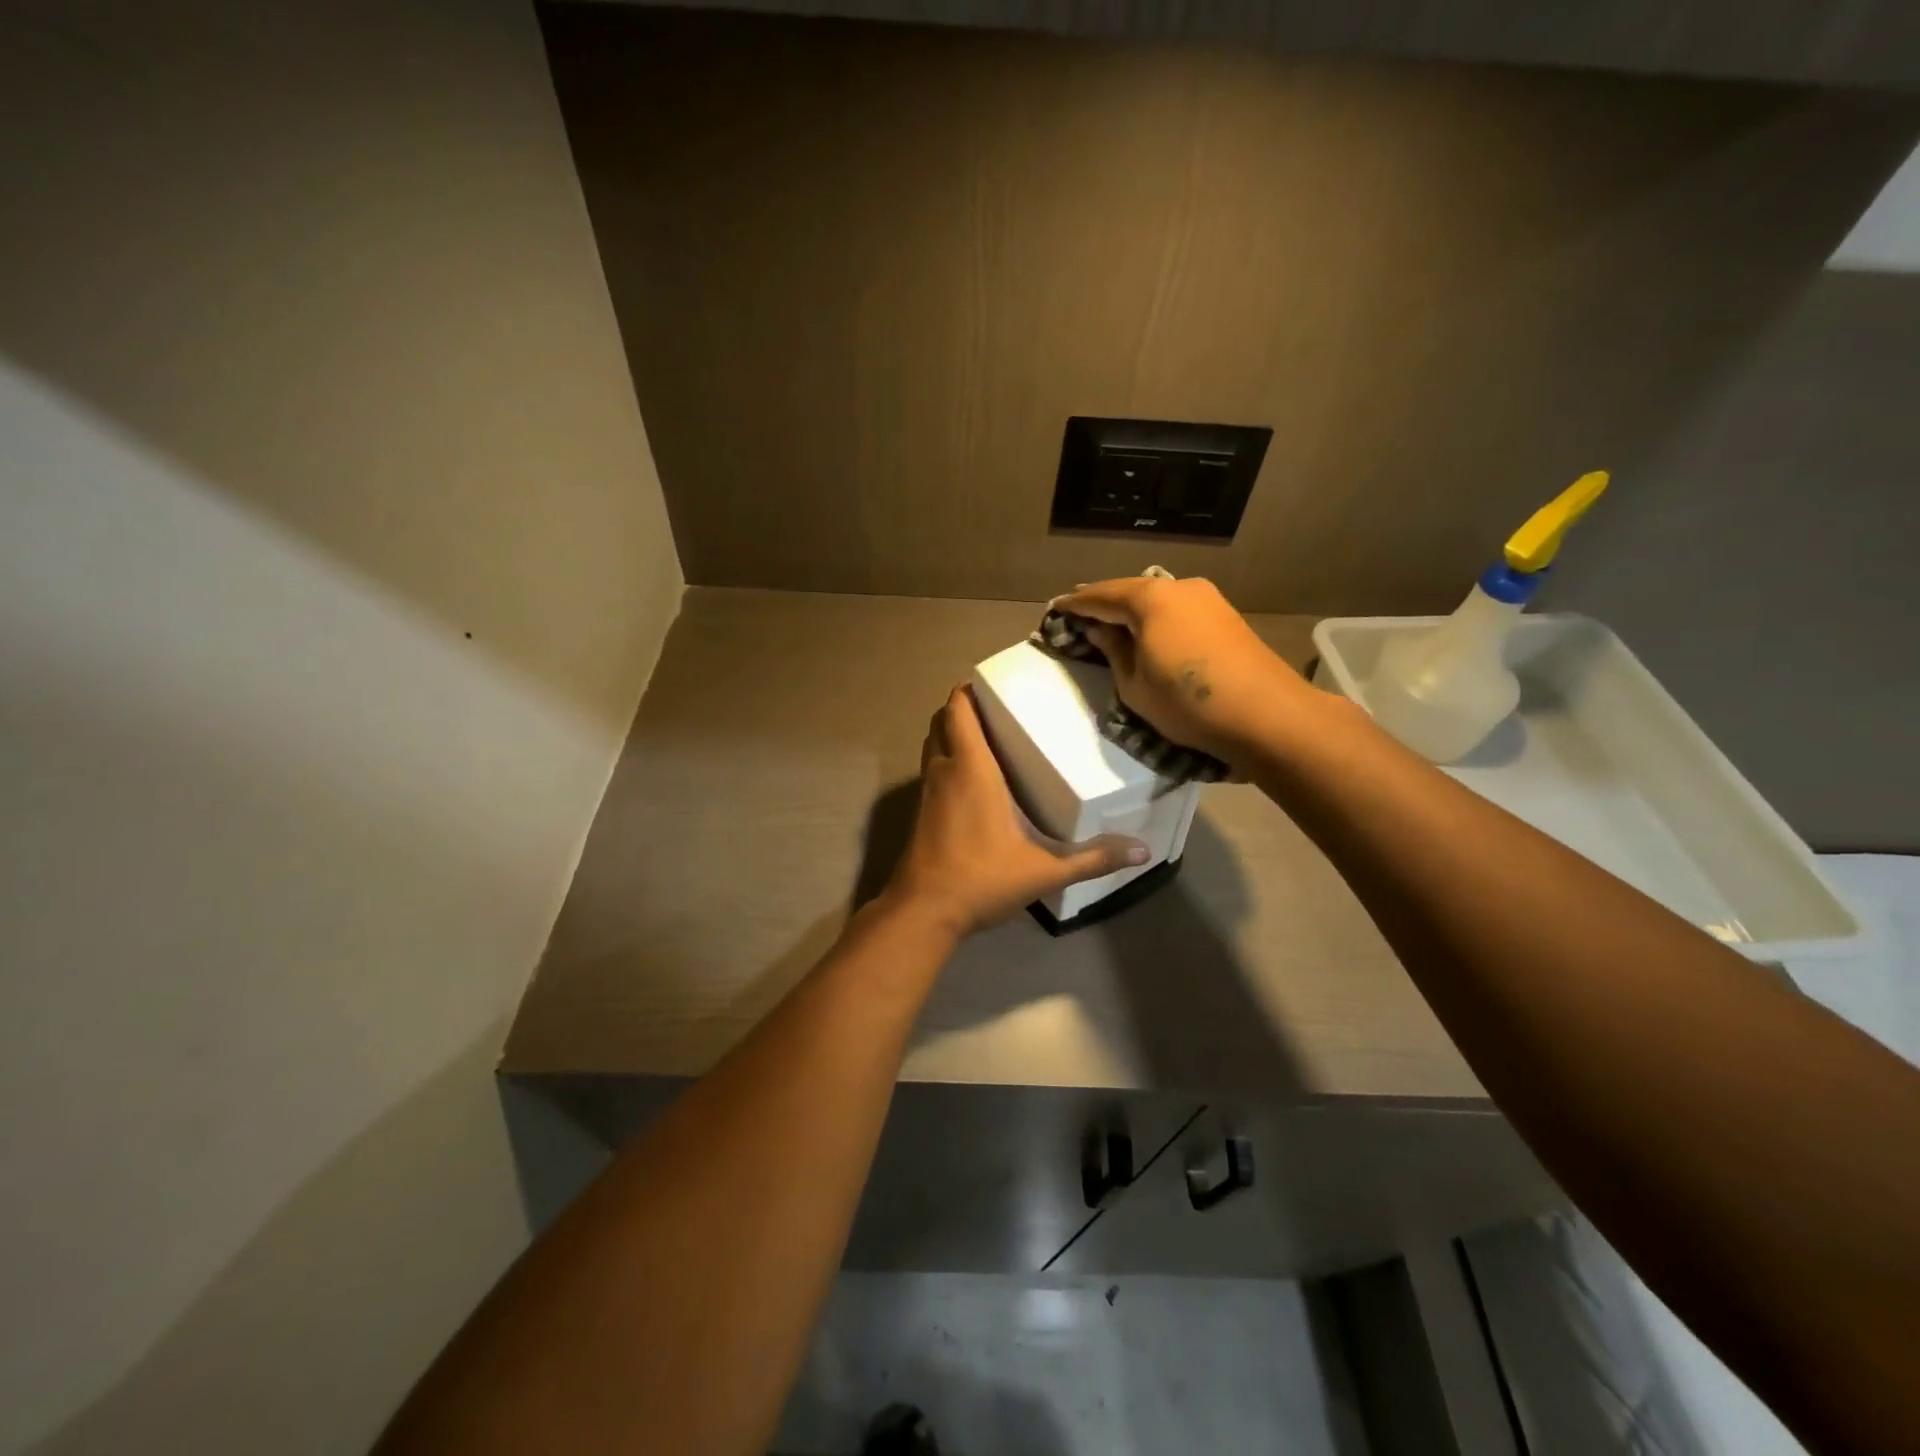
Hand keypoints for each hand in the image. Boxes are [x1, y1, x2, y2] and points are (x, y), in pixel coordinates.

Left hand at [885, 686, 1147, 936]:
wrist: (923, 912)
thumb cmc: (981, 878)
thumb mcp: (1045, 870)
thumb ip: (1093, 859)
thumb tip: (1143, 851)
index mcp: (971, 768)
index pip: (959, 711)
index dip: (968, 690)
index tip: (991, 682)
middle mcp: (944, 771)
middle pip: (941, 722)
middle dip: (962, 709)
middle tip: (996, 709)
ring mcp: (926, 793)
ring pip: (932, 746)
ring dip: (950, 734)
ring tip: (985, 738)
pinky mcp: (919, 814)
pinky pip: (930, 771)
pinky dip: (945, 762)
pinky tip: (970, 783)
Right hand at [1056, 575, 1312, 771]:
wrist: (1266, 716)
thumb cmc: (1187, 703)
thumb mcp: (1134, 685)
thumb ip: (1114, 652)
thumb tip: (1102, 631)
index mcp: (1150, 599)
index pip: (1101, 596)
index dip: (1076, 604)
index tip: (1056, 607)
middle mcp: (1179, 587)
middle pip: (1132, 591)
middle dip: (1105, 601)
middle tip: (1080, 610)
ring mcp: (1208, 599)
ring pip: (1158, 598)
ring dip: (1133, 609)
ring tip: (1112, 620)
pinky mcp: (1226, 616)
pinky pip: (1179, 609)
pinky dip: (1158, 617)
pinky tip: (1150, 629)